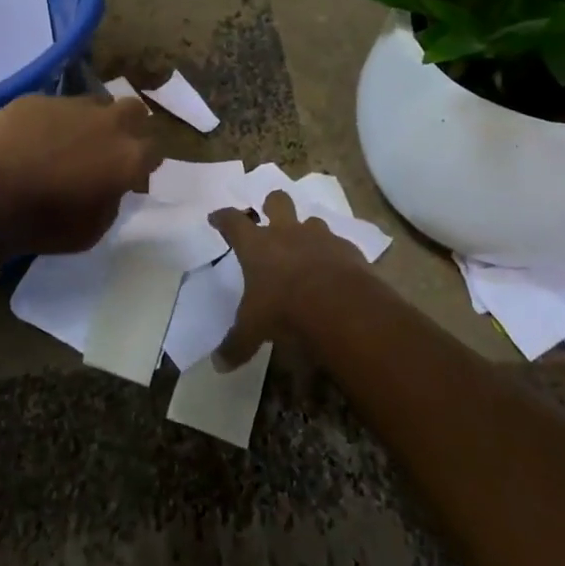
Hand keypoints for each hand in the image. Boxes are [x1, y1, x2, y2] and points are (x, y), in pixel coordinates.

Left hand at [0, 94, 158, 254]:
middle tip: (108, 147)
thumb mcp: (93, 230)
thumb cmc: (44, 223)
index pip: (154, 150)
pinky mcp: (36, 98)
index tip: (132, 175)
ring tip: (67, 142)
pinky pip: (53, 106)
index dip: (144, 163)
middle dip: (128, 125)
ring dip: (89, 120)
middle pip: (134, 110)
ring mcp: (70, 104)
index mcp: (128, 156)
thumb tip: (110, 185)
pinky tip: (30, 140)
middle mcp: (107, 122)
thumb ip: (112, 200)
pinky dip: (50, 121)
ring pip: (93, 103)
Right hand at [207, 189, 365, 367]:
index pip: (233, 222)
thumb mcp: (254, 331)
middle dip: (272, 205)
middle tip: (270, 216)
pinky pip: (339, 245)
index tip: (216, 217)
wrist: (340, 307)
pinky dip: (335, 255)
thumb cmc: (285, 311)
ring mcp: (319, 238)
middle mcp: (286, 233)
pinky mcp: (348, 250)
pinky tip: (336, 272)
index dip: (223, 218)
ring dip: (307, 232)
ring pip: (311, 221)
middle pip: (277, 201)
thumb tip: (217, 364)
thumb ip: (236, 344)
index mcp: (257, 246)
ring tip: (307, 250)